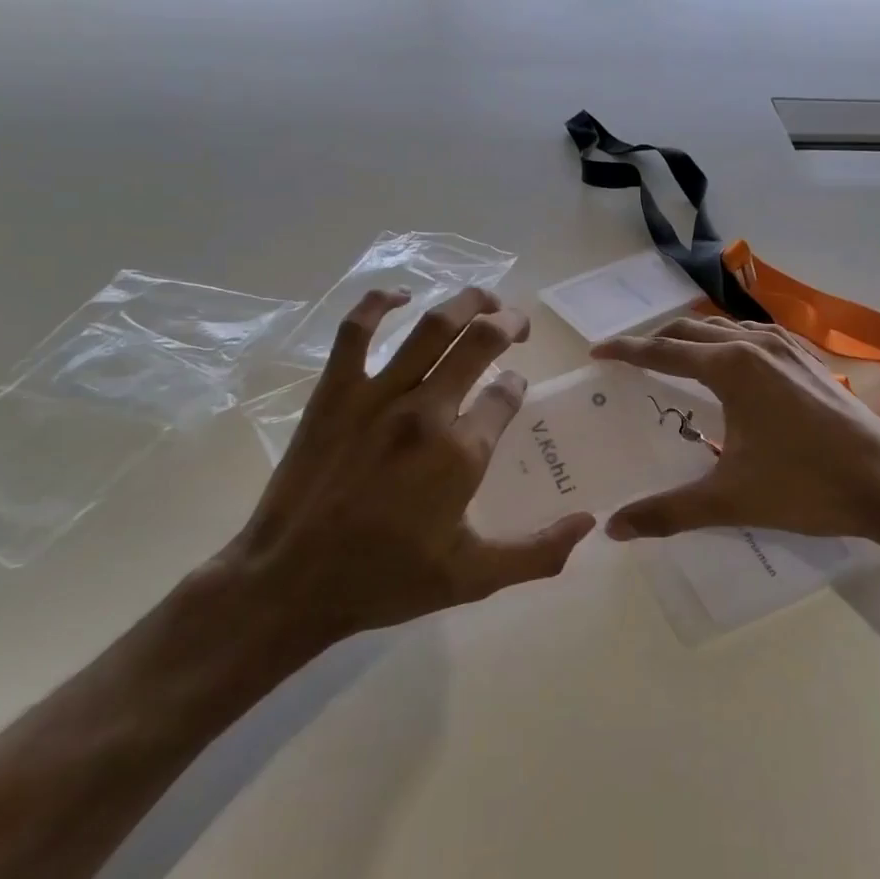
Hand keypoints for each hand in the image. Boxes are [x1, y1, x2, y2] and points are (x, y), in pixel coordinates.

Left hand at [219, 287, 592, 667]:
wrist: (290, 583)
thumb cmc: (384, 580)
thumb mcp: (473, 578)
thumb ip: (537, 552)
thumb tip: (589, 522)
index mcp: (461, 452)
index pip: (506, 396)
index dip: (517, 387)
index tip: (515, 392)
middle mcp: (426, 411)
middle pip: (480, 343)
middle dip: (508, 325)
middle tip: (518, 325)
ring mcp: (377, 395)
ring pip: (432, 326)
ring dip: (467, 302)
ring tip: (486, 298)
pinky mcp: (335, 391)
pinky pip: (356, 330)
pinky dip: (379, 303)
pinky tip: (400, 295)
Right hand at [591, 317, 879, 545]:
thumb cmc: (806, 485)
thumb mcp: (730, 500)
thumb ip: (667, 512)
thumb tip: (613, 528)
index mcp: (730, 367)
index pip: (663, 351)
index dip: (626, 351)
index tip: (597, 353)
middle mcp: (755, 345)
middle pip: (692, 330)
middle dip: (656, 341)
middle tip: (632, 361)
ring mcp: (788, 347)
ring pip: (726, 328)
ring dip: (694, 338)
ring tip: (676, 359)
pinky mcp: (809, 359)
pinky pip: (756, 336)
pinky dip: (729, 342)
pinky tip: (735, 364)